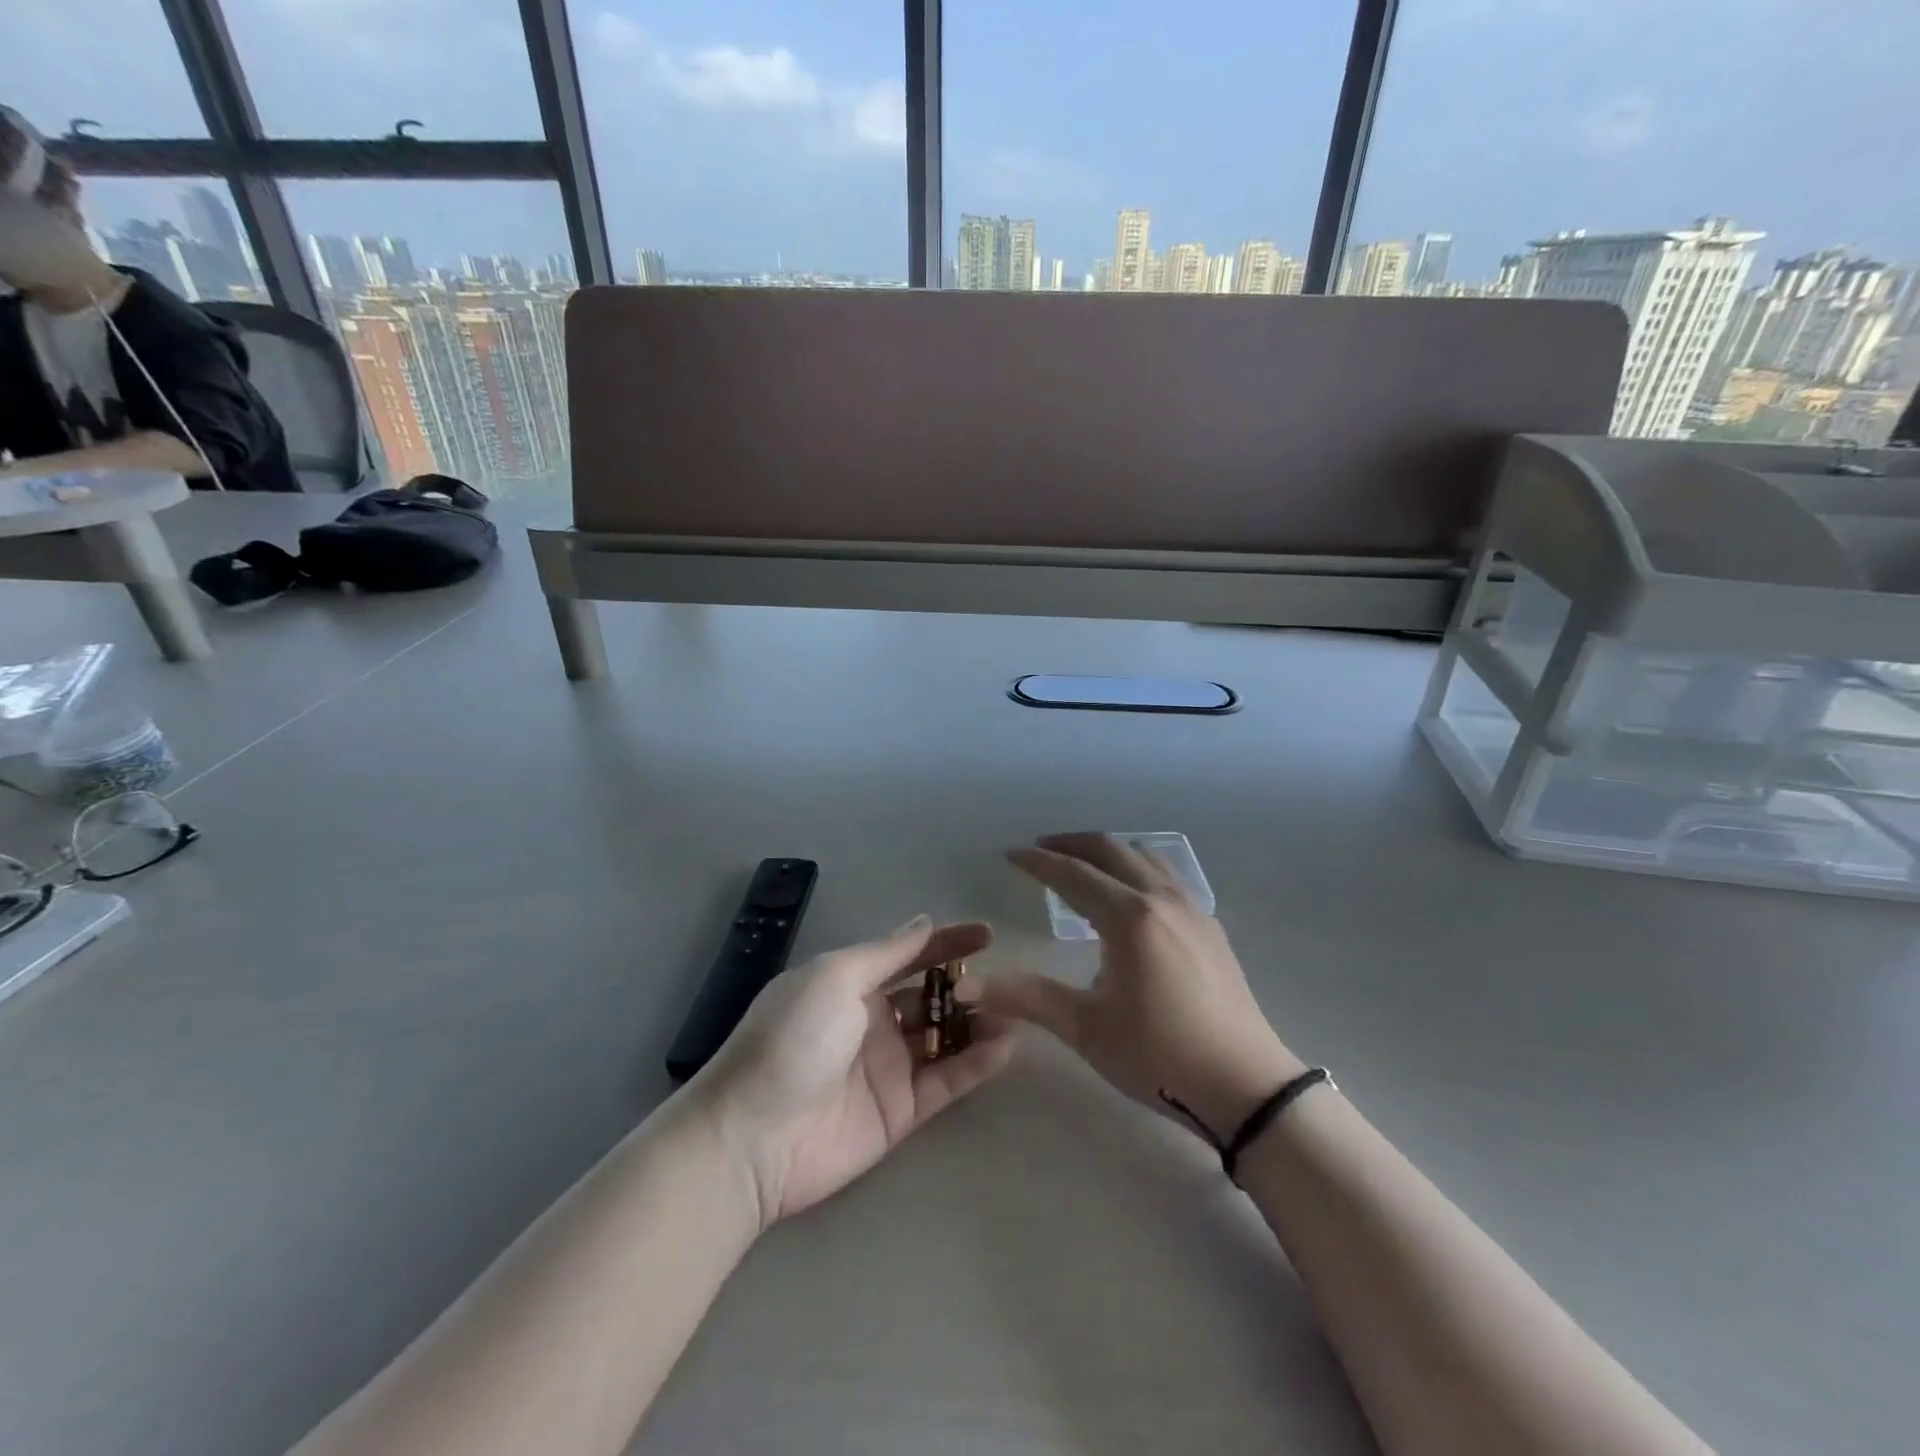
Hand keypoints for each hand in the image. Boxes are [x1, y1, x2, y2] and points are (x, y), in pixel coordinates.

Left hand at [688, 917, 1014, 1230]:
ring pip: (945, 1038)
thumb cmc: (792, 1039)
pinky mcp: (901, 1112)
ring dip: (979, 1024)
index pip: (908, 955)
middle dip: (966, 986)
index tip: (988, 934)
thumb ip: (886, 953)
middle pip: (931, 997)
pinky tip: (1007, 1046)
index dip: (946, 942)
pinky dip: (977, 1064)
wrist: (752, 1137)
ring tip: (1017, 1013)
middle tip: (1005, 983)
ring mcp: (888, 1068)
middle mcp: (872, 1022)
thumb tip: (924, 922)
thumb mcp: (835, 977)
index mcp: (851, 984)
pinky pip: (947, 1081)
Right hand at [982, 833, 1304, 1142]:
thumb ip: (1027, 997)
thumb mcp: (1085, 1027)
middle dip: (1071, 844)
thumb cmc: (1158, 1055)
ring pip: (1144, 856)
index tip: (1011, 855)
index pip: (1073, 874)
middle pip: (1110, 850)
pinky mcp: (1209, 926)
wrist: (1245, 1085)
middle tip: (1041, 850)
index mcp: (1129, 917)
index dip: (1038, 862)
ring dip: (1107, 851)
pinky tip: (1129, 896)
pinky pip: (1166, 875)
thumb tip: (970, 986)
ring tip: (1082, 865)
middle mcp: (1161, 898)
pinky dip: (1135, 868)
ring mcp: (1192, 909)